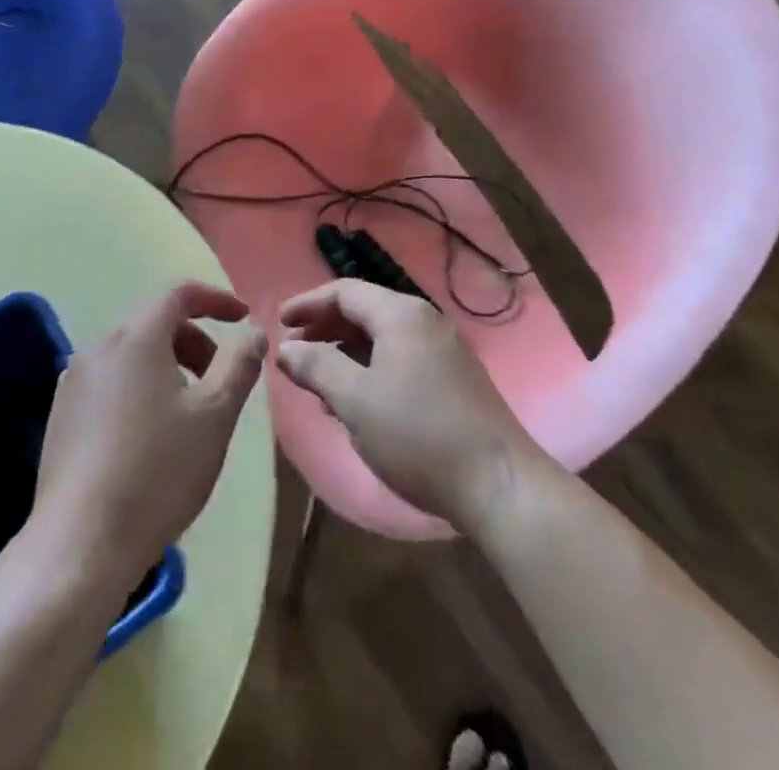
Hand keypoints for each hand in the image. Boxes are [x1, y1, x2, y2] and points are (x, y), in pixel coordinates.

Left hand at [30, 282, 265, 587]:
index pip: (179, 293)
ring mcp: (72, 381)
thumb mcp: (215, 416)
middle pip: (154, 323)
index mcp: (135, 337)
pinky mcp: (60, 415)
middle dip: (194, 341)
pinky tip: (150, 437)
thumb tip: (252, 331)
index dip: (215, 299)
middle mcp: (98, 347)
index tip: (242, 319)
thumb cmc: (158, 472)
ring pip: (131, 354)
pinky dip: (139, 388)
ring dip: (168, 366)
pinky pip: (110, 382)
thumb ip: (239, 364)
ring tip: (189, 413)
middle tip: (220, 381)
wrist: (80, 545)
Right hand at [277, 279, 542, 530]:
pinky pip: (400, 358)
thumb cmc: (419, 435)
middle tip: (294, 351)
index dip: (307, 305)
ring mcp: (444, 349)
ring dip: (345, 352)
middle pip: (364, 310)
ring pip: (382, 337)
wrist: (500, 485)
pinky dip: (370, 369)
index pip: (344, 292)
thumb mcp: (355, 400)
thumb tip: (285, 348)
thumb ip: (316, 367)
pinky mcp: (454, 378)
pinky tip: (356, 401)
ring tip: (317, 380)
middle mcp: (424, 320)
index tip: (279, 323)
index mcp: (401, 314)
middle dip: (325, 328)